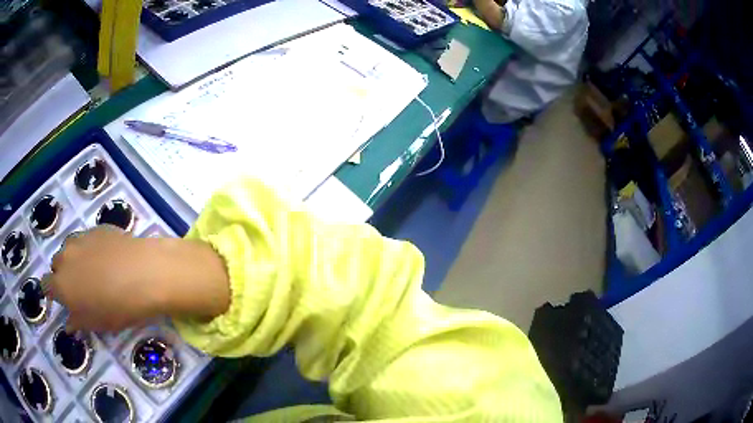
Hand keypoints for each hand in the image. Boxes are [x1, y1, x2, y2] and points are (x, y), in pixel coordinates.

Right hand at [46, 226, 229, 331]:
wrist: (145, 273)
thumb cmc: (118, 307)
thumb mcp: (97, 323)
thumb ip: (78, 321)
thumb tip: (68, 323)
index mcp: (61, 284)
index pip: (46, 285)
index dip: (52, 292)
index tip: (62, 299)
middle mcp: (65, 257)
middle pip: (57, 265)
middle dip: (64, 276)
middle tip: (81, 289)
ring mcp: (80, 238)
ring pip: (69, 249)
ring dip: (75, 260)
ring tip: (93, 273)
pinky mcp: (96, 228)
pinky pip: (85, 239)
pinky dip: (89, 249)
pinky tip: (106, 259)